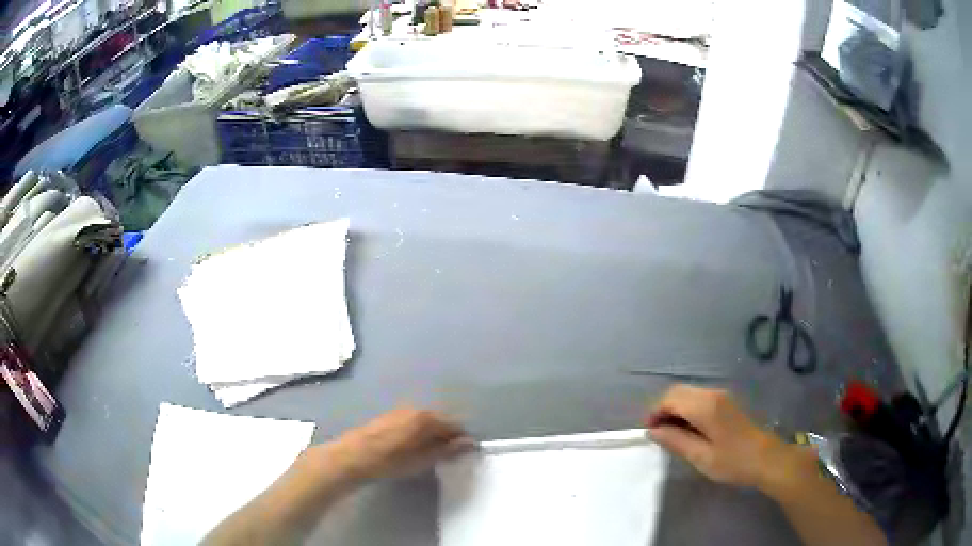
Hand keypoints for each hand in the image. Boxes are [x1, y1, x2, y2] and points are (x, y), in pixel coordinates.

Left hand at [325, 408, 474, 481]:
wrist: (353, 457)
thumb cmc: (391, 461)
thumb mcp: (423, 460)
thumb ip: (448, 450)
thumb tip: (470, 443)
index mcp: (427, 417)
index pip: (455, 425)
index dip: (462, 440)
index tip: (464, 455)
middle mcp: (416, 409)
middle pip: (440, 421)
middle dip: (447, 436)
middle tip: (447, 456)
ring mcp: (400, 411)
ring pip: (425, 422)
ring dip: (431, 435)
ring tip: (428, 453)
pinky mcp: (388, 416)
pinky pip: (412, 422)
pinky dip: (418, 433)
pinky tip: (410, 447)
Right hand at [644, 385, 806, 490]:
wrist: (766, 458)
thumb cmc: (733, 461)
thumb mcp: (701, 457)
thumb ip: (676, 441)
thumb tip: (654, 431)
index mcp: (705, 406)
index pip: (671, 398)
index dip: (655, 412)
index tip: (650, 432)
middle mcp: (712, 394)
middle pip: (679, 392)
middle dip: (663, 409)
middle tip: (658, 434)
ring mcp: (721, 397)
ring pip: (688, 394)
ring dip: (675, 409)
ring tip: (672, 434)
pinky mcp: (726, 403)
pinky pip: (699, 399)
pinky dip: (687, 410)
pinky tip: (689, 430)